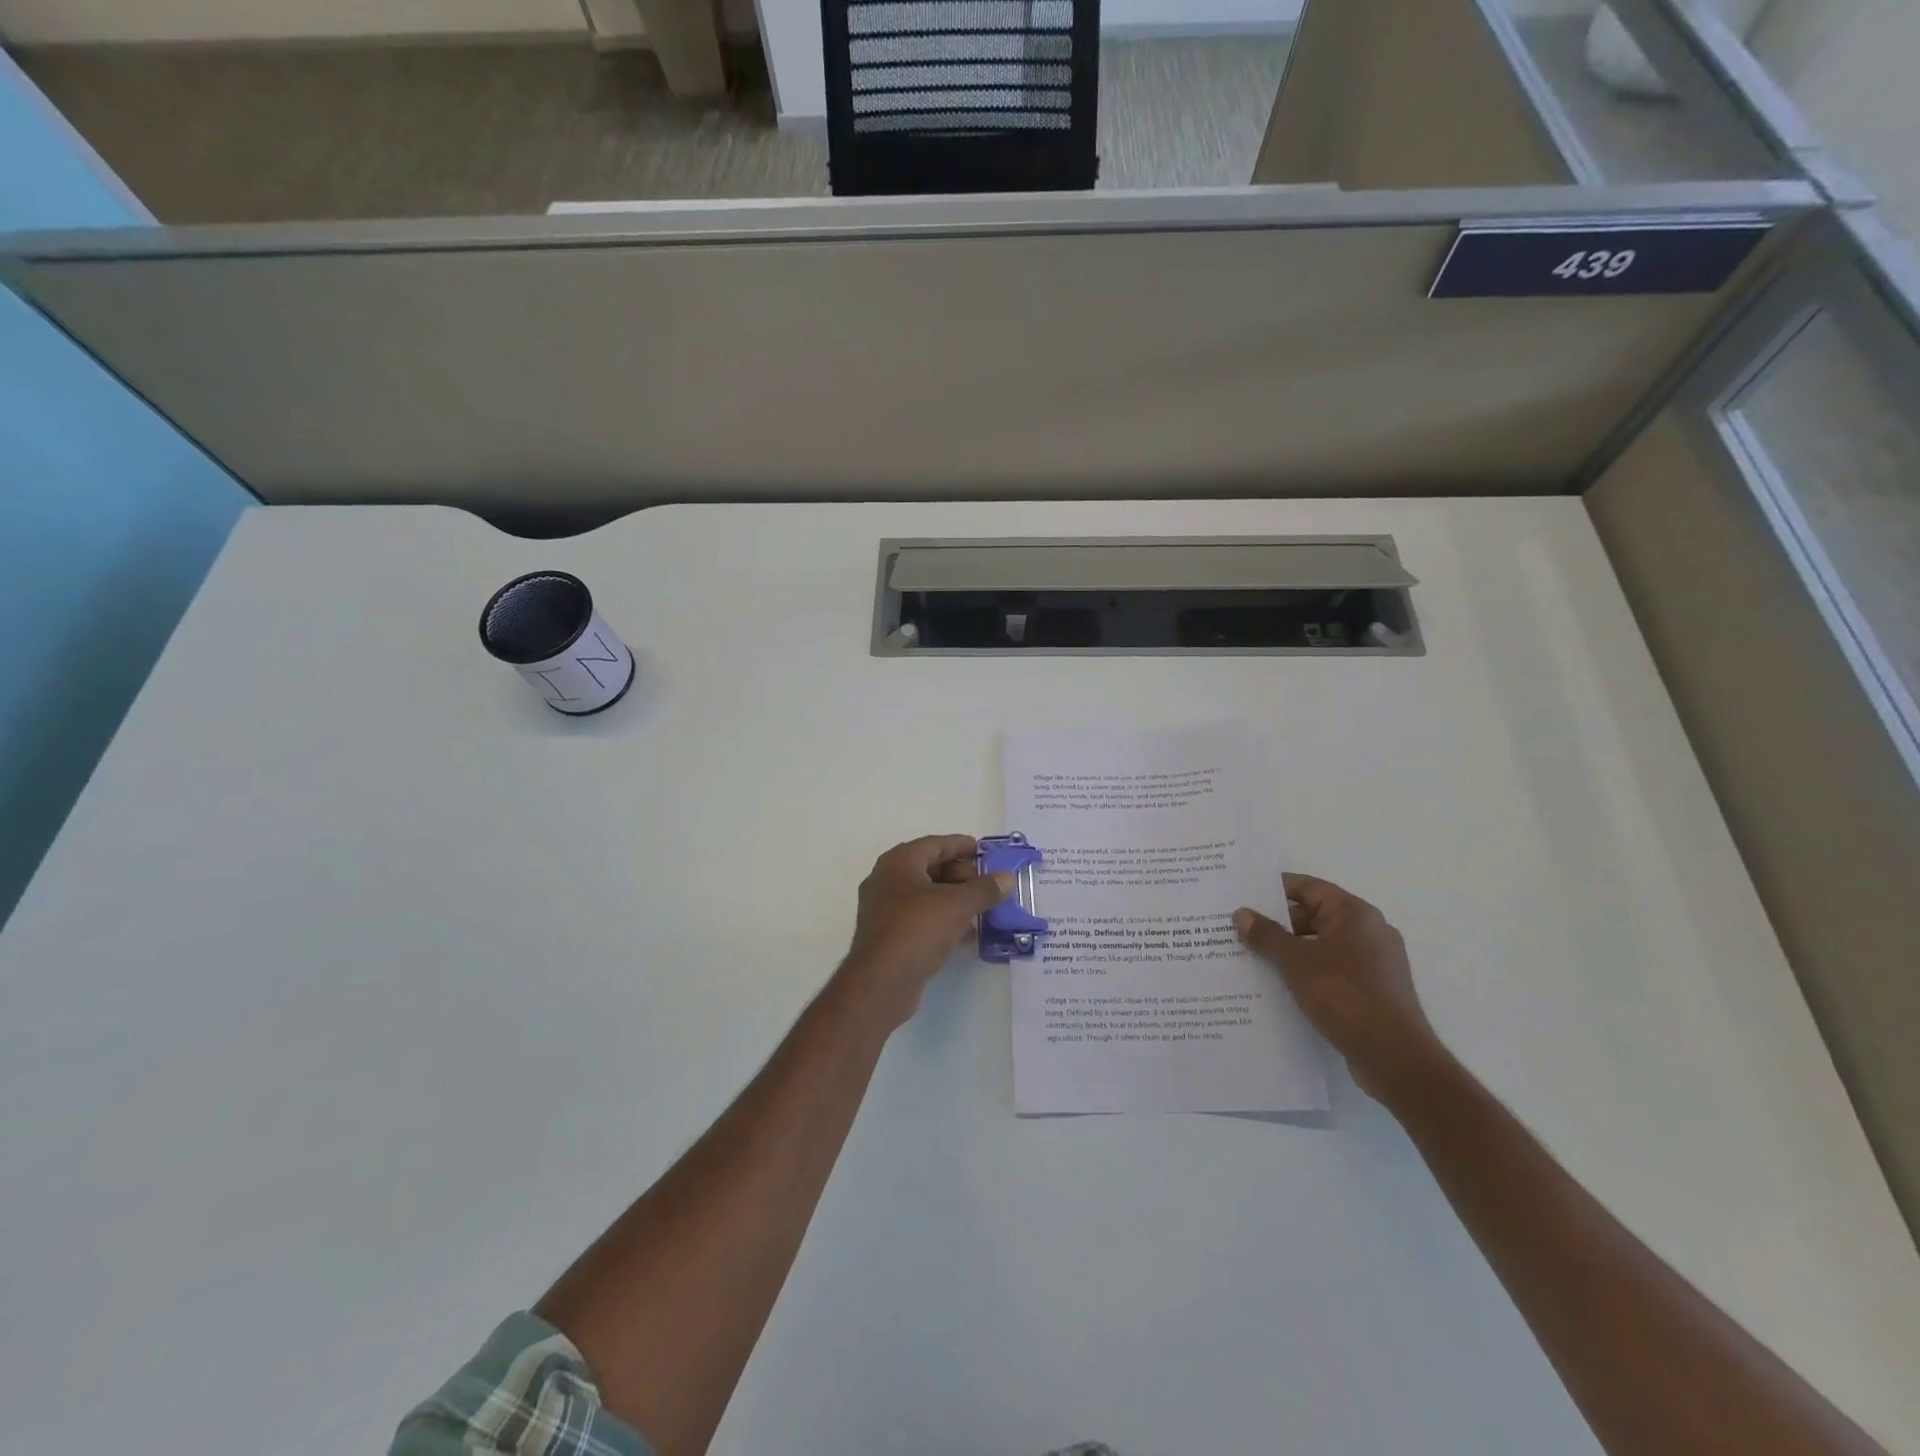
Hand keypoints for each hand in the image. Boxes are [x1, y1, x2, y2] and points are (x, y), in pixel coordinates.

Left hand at [838, 836, 1012, 1030]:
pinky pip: (920, 917)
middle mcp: (886, 880)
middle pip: (929, 868)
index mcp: (898, 863)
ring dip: (953, 899)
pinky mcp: (888, 935)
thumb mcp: (958, 905)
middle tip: (986, 884)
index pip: (935, 844)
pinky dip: (942, 918)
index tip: (983, 851)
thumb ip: (984, 889)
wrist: (882, 982)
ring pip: (925, 895)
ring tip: (981, 907)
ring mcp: (884, 909)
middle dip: (960, 875)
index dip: (961, 845)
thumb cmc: (918, 929)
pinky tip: (965, 932)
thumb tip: (1006, 878)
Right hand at [1234, 874, 1447, 1104]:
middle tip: (1239, 929)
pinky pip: (1331, 969)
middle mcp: (1369, 931)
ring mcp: (1374, 963)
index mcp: (1355, 914)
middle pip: (1314, 915)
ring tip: (1251, 957)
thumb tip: (1241, 914)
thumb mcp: (1296, 961)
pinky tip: (1278, 985)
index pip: (1308, 887)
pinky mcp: (1373, 990)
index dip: (1273, 889)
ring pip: (1321, 945)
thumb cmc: (1344, 995)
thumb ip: (1266, 935)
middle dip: (1276, 923)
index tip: (1242, 894)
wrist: (1395, 1058)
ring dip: (1289, 950)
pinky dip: (1306, 972)